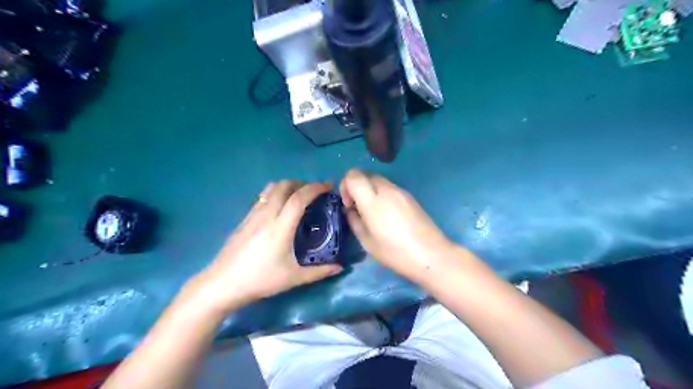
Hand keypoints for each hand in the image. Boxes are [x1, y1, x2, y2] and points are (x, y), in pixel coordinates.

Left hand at [187, 180, 342, 314]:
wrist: (222, 284)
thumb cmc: (260, 280)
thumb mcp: (293, 278)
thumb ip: (319, 272)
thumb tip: (339, 268)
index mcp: (280, 226)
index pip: (299, 197)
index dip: (316, 188)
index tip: (328, 186)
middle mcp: (266, 215)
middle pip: (284, 185)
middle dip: (302, 183)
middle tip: (314, 192)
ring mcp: (253, 215)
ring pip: (270, 188)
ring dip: (287, 186)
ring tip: (298, 196)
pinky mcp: (244, 219)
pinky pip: (262, 197)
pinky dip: (275, 194)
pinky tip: (280, 208)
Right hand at [340, 168, 458, 283]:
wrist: (431, 254)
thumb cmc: (395, 252)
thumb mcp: (367, 242)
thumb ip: (354, 220)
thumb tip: (350, 210)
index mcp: (373, 200)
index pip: (353, 175)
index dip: (345, 185)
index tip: (349, 204)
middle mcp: (386, 189)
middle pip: (365, 174)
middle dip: (356, 186)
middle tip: (357, 207)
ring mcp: (400, 191)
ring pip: (377, 179)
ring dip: (369, 189)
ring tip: (372, 212)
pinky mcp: (410, 195)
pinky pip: (389, 187)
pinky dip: (381, 193)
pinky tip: (387, 214)